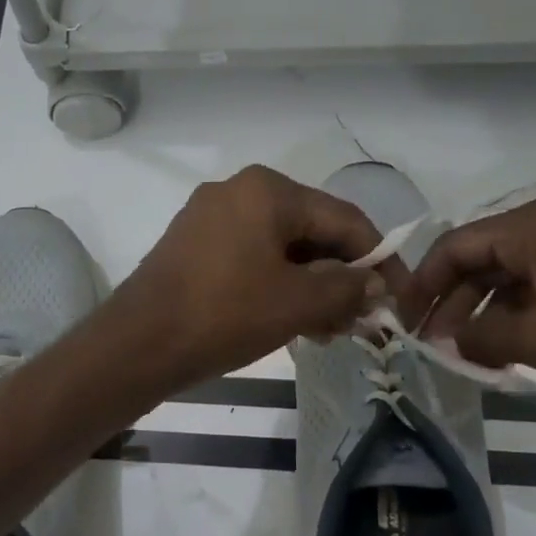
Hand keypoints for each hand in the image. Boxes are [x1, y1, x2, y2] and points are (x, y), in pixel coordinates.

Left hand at [114, 165, 408, 384]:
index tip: (398, 299)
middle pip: (311, 233)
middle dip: (340, 279)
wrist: (137, 344)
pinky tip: (294, 324)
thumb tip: (375, 285)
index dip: (379, 260)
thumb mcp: (297, 303)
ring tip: (329, 332)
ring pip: (281, 251)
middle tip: (360, 324)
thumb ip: (346, 288)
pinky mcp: (193, 248)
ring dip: (311, 289)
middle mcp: (238, 192)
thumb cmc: (223, 315)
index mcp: (267, 190)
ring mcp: (210, 219)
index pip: (344, 219)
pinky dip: (277, 288)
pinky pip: (251, 261)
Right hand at [409, 195, 535, 389]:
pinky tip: (505, 351)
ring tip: (466, 355)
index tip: (404, 321)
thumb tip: (447, 338)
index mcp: (533, 225)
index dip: (423, 284)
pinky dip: (516, 318)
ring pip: (510, 278)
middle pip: (481, 260)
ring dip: (483, 315)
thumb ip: (478, 336)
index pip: (455, 246)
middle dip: (452, 303)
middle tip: (432, 344)